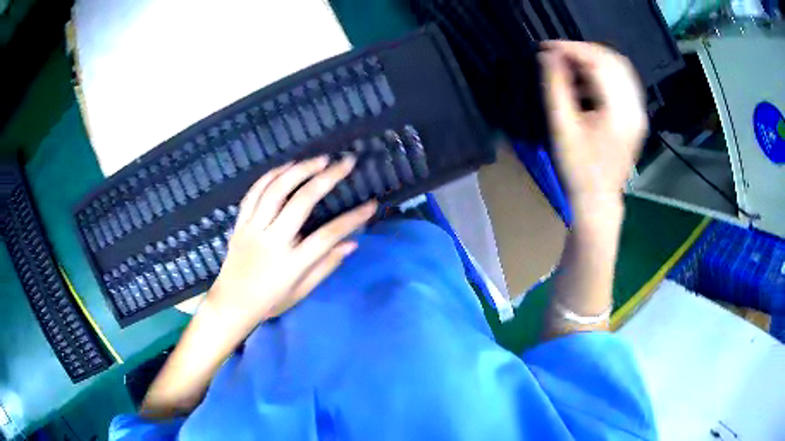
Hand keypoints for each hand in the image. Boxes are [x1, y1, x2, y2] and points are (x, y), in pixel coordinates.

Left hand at [206, 155, 376, 328]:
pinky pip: (253, 193)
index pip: (328, 236)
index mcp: (291, 264)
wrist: (231, 304)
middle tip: (345, 163)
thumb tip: (352, 243)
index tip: (371, 204)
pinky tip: (285, 167)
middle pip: (301, 202)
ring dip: (299, 170)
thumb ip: (326, 266)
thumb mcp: (301, 292)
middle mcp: (272, 241)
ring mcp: (253, 229)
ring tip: (319, 159)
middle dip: (327, 178)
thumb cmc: (270, 302)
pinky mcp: (240, 223)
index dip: (352, 219)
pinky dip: (270, 176)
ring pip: (275, 190)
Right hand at [539, 41, 647, 216]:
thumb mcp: (561, 126)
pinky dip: (604, 73)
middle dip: (584, 51)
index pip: (598, 63)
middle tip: (559, 55)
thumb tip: (548, 56)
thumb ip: (555, 86)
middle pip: (613, 60)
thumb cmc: (577, 168)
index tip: (547, 48)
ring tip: (570, 65)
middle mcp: (635, 108)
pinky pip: (623, 82)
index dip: (571, 49)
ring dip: (594, 60)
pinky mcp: (636, 117)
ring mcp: (639, 112)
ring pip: (620, 69)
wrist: (598, 199)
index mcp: (618, 111)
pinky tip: (586, 80)